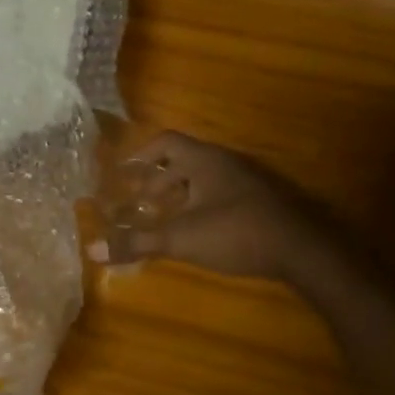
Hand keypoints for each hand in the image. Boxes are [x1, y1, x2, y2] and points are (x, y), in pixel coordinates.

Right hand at [91, 131, 327, 279]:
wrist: (303, 252)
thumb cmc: (236, 234)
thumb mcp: (181, 239)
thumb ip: (137, 242)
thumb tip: (92, 249)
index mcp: (204, 160)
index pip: (165, 142)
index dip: (140, 155)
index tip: (122, 174)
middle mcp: (225, 163)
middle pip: (183, 160)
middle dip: (156, 179)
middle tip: (137, 200)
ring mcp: (246, 181)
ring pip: (203, 178)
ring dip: (179, 194)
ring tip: (162, 217)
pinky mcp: (260, 202)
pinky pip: (220, 193)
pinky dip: (199, 205)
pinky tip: (196, 230)